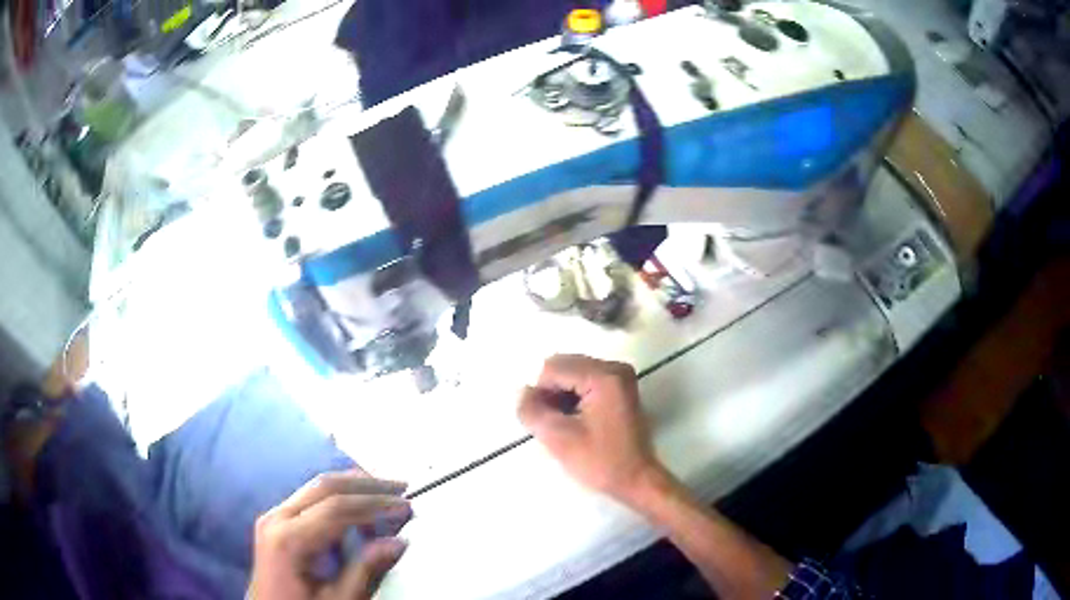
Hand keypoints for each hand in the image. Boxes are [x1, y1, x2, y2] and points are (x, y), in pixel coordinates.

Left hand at [248, 470, 410, 599]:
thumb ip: (365, 571)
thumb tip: (398, 542)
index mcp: (288, 539)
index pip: (336, 508)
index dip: (375, 503)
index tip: (406, 505)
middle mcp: (276, 518)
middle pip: (325, 486)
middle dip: (366, 484)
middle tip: (401, 487)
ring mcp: (273, 517)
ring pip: (316, 488)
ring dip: (353, 488)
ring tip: (386, 497)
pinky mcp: (276, 522)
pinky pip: (310, 501)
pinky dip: (338, 500)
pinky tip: (359, 514)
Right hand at [518, 354, 663, 504]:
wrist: (637, 480)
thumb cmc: (601, 462)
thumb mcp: (558, 438)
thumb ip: (532, 410)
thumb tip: (523, 392)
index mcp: (604, 376)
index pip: (553, 368)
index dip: (541, 395)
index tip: (549, 423)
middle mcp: (615, 368)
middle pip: (564, 366)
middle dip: (552, 394)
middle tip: (557, 425)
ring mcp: (620, 377)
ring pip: (572, 373)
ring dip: (562, 397)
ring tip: (568, 426)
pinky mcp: (620, 388)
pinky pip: (585, 381)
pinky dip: (574, 398)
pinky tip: (579, 422)